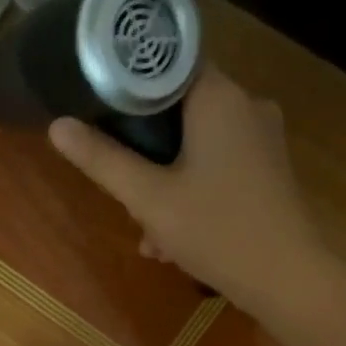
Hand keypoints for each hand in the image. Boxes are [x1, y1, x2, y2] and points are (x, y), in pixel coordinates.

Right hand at [48, 66, 324, 311]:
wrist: (287, 280)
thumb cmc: (217, 231)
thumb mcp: (149, 198)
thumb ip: (103, 160)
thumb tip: (58, 126)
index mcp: (219, 96)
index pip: (166, 65)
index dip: (128, 88)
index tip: (102, 117)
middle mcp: (246, 105)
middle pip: (179, 111)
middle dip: (146, 155)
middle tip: (126, 196)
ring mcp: (263, 140)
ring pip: (198, 146)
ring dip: (167, 186)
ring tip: (150, 235)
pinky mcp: (270, 171)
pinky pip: (220, 168)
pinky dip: (194, 194)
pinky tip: (176, 240)